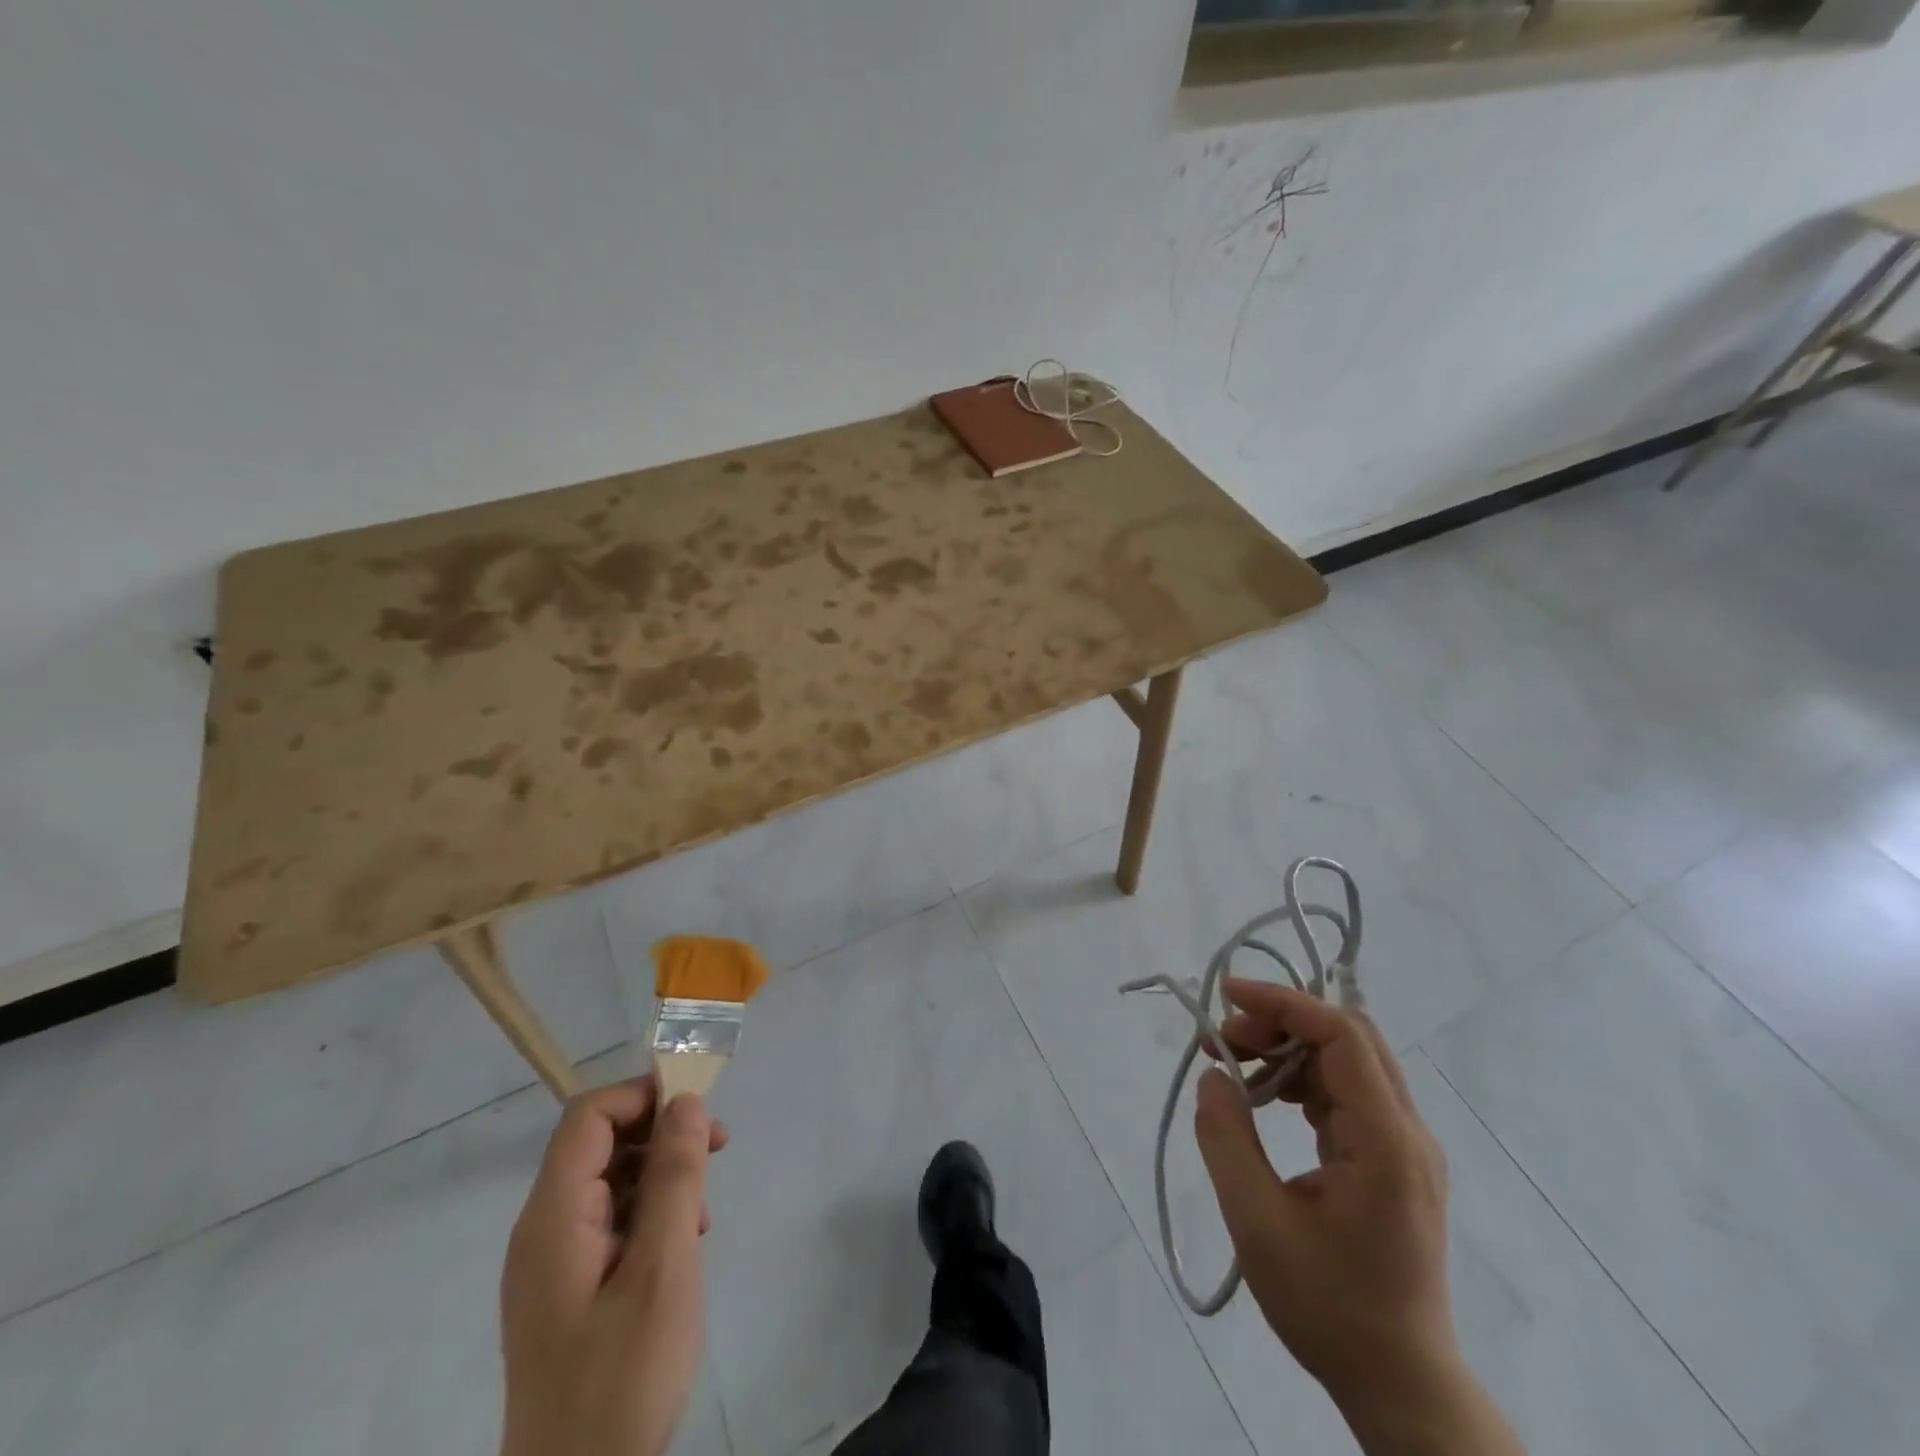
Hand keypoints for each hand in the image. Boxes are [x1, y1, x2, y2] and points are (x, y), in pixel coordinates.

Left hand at [500, 1077, 727, 1455]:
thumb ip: (675, 1179)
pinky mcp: (565, 1291)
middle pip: (598, 1143)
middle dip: (660, 1132)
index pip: (589, 1117)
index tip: (698, 1109)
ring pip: (607, 1181)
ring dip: (660, 1173)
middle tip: (718, 1148)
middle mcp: (542, 1230)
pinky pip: (607, 1221)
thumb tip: (686, 1103)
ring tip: (705, 1207)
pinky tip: (683, 1242)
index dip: (642, 1096)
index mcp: (552, 1218)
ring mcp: (550, 1263)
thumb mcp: (663, 1270)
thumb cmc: (621, 1379)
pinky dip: (648, 1212)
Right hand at [1193, 980, 1454, 1410]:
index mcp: (1385, 1141)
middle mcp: (1407, 1132)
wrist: (1400, 1385)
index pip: (1341, 1034)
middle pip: (1348, 1037)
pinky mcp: (1392, 1160)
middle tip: (1222, 1039)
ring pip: (1346, 1061)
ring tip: (1231, 1064)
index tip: (1227, 996)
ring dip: (1287, 1049)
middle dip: (1280, 1020)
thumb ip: (1226, 1137)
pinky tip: (1263, 1099)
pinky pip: (1346, 1093)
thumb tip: (1213, 1076)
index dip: (1283, 1002)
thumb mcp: (1257, 1222)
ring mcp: (1405, 1146)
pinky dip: (1300, 1079)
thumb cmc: (1328, 1307)